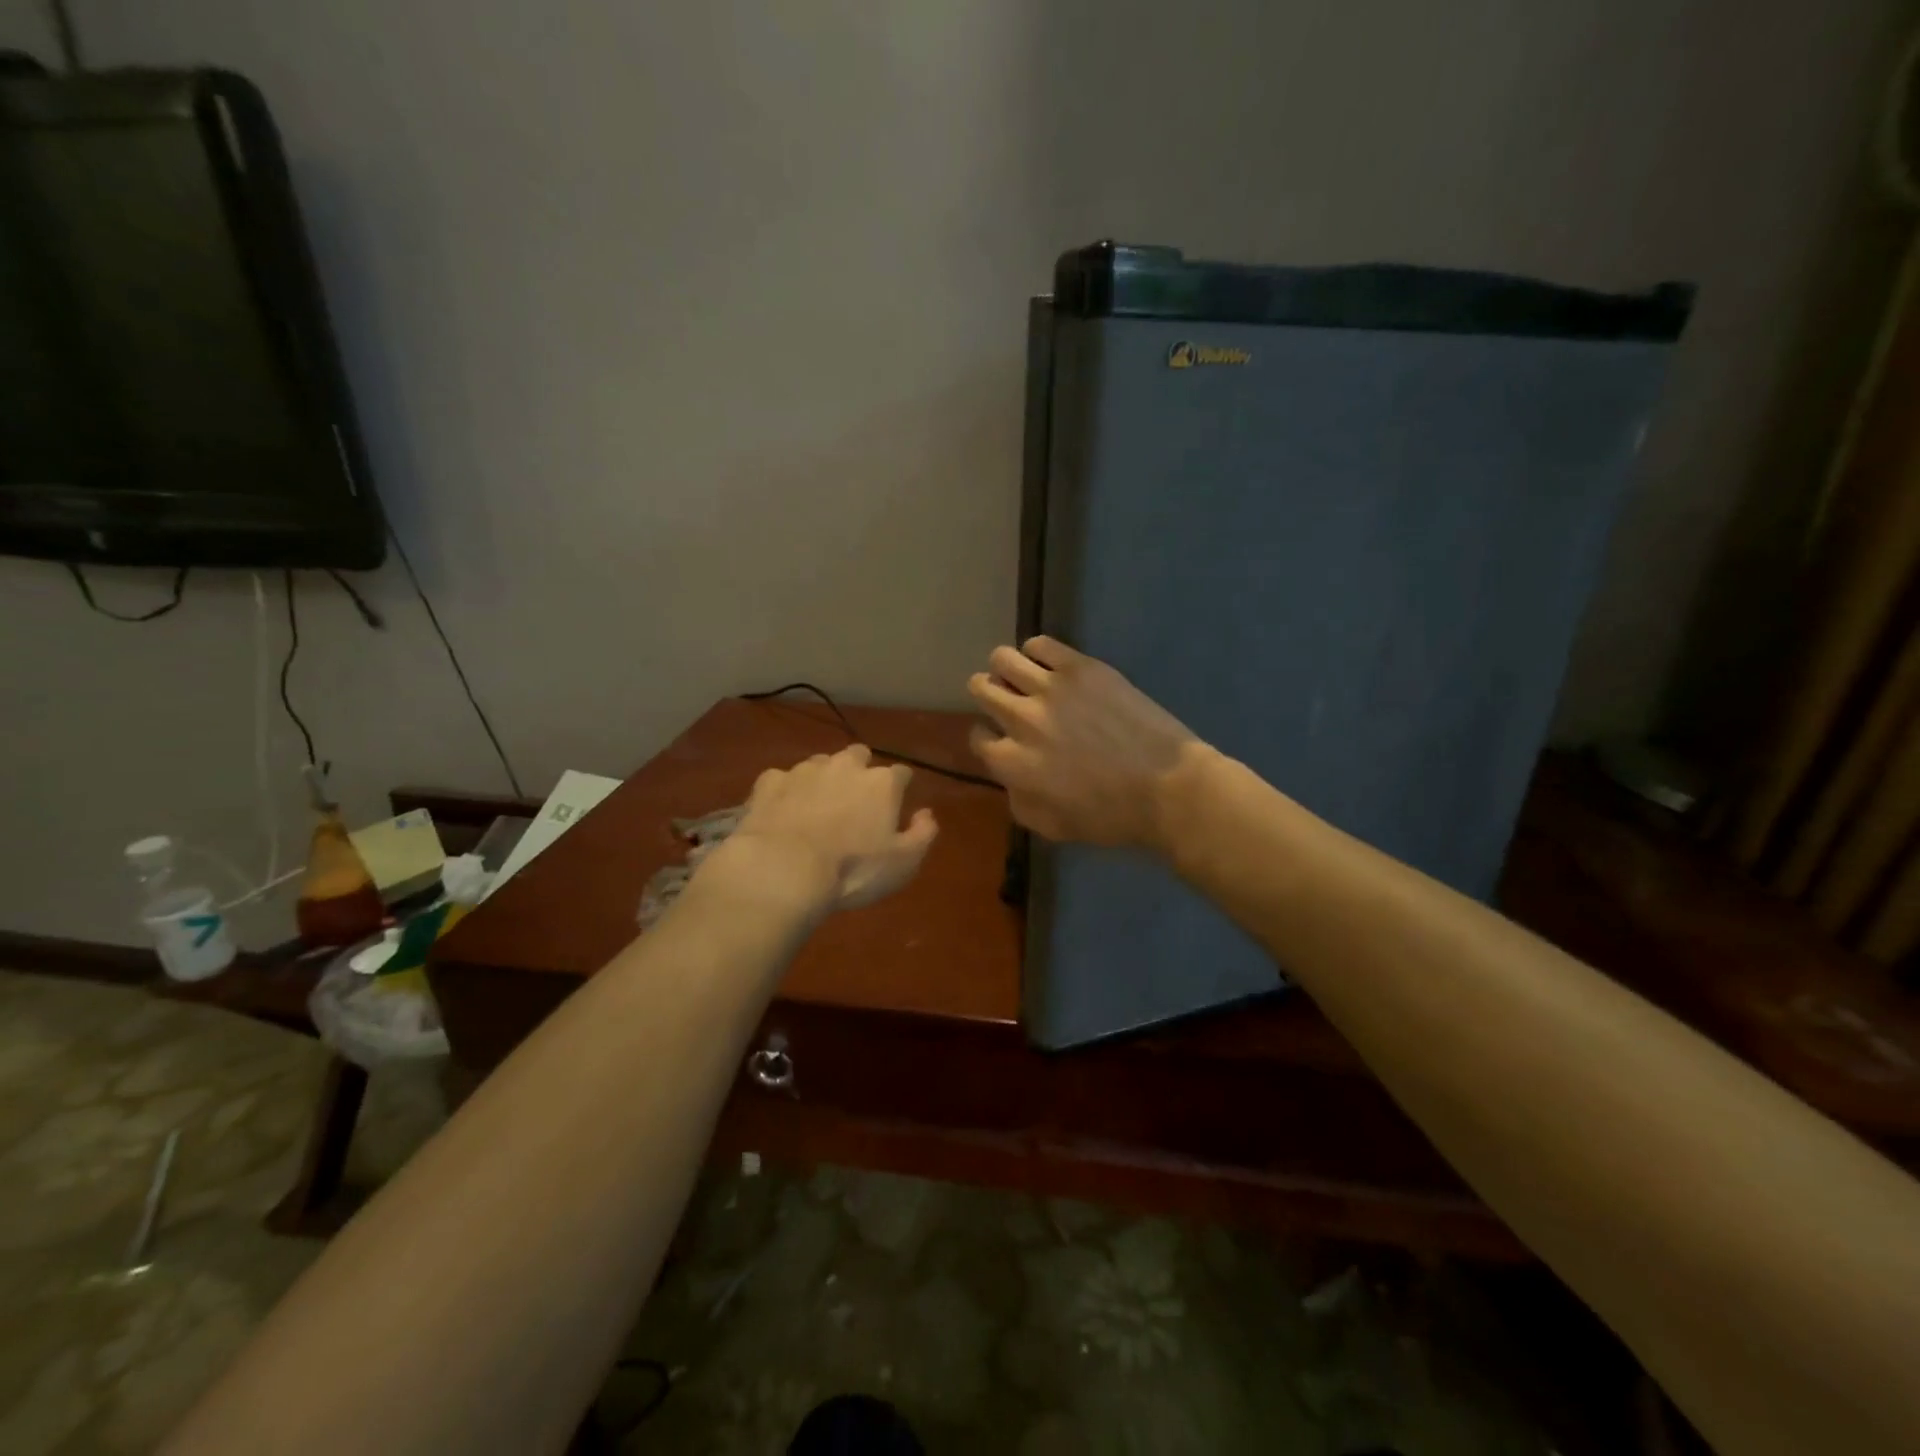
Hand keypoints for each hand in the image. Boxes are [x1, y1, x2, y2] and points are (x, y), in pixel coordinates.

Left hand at [726, 744, 938, 912]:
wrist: (783, 870)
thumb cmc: (853, 870)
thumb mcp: (903, 863)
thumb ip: (922, 834)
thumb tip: (926, 814)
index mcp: (882, 783)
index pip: (901, 773)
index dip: (901, 786)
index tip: (897, 800)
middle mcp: (845, 766)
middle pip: (858, 755)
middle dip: (860, 770)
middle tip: (855, 799)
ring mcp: (804, 770)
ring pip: (819, 763)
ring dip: (823, 779)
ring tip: (816, 807)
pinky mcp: (770, 782)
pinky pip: (782, 779)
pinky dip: (786, 791)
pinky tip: (782, 811)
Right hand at [968, 637, 1199, 849]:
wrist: (1167, 787)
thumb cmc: (1112, 817)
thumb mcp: (1052, 827)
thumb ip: (1019, 802)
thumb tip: (1010, 780)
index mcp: (1011, 762)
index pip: (978, 737)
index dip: (989, 736)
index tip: (1003, 738)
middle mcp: (1020, 719)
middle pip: (981, 687)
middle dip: (990, 695)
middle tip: (1010, 702)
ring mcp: (1049, 688)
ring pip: (1002, 659)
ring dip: (1007, 669)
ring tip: (1025, 678)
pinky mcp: (1080, 668)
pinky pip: (1040, 644)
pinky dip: (1037, 652)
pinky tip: (1050, 666)